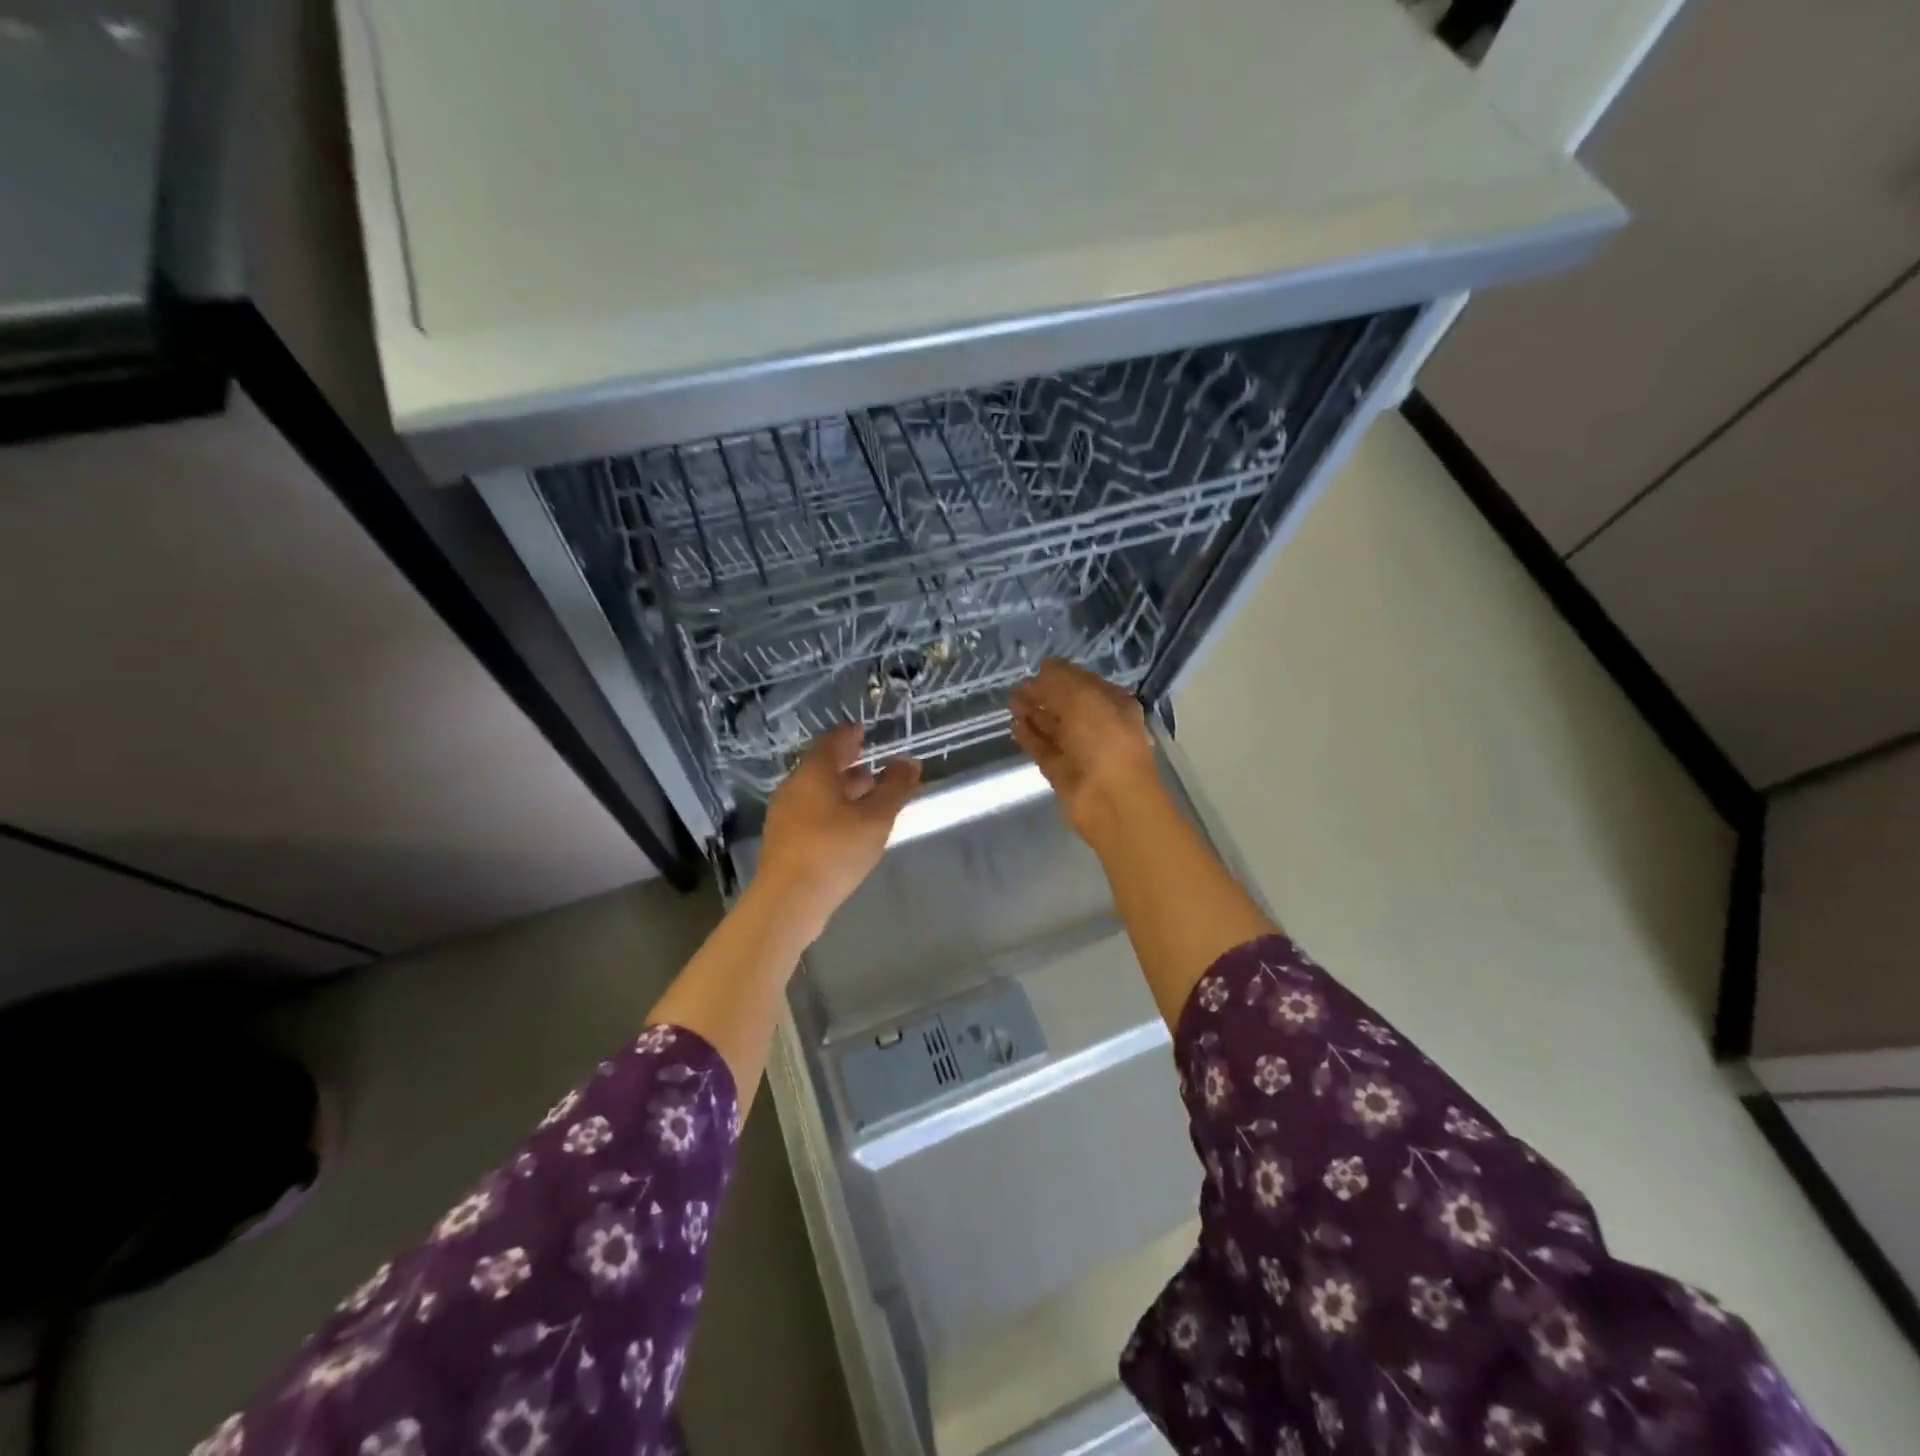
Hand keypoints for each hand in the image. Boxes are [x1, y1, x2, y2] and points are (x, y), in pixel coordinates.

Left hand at [754, 725, 921, 939]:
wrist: (788, 901)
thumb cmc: (834, 851)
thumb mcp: (875, 819)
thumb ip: (895, 788)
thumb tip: (908, 762)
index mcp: (813, 773)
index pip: (831, 741)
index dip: (849, 734)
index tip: (864, 730)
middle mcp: (794, 787)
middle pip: (821, 766)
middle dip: (847, 762)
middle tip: (869, 759)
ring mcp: (785, 814)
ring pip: (816, 790)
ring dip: (841, 787)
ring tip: (868, 793)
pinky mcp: (784, 839)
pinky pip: (811, 811)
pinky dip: (832, 808)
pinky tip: (849, 824)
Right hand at [1009, 660, 1164, 849]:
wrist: (1111, 799)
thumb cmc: (1104, 739)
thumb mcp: (1084, 698)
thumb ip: (1060, 681)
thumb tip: (1044, 667)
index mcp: (1114, 705)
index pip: (1085, 684)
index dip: (1061, 675)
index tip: (1036, 669)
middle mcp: (1099, 727)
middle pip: (1067, 706)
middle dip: (1043, 695)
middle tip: (1017, 687)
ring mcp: (1081, 752)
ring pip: (1053, 728)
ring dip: (1033, 713)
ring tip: (1010, 702)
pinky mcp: (1063, 773)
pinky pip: (1043, 750)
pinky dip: (1030, 737)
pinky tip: (1013, 725)